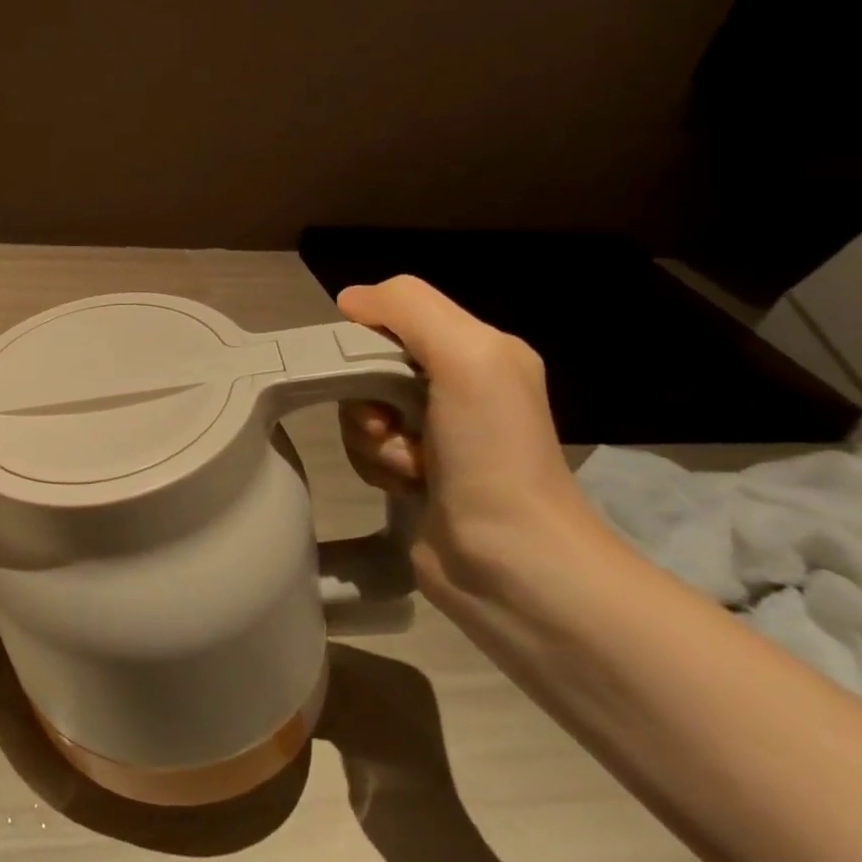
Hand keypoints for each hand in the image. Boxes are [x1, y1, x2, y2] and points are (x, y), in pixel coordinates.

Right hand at [335, 276, 605, 590]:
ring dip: (370, 437)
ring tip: (406, 465)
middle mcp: (460, 387)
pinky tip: (404, 484)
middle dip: (365, 396)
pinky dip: (374, 464)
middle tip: (387, 425)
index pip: (395, 318)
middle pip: (371, 366)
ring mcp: (438, 434)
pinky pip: (367, 449)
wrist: (511, 561)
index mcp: (481, 351)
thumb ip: (409, 308)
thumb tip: (350, 300)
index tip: (365, 371)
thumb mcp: (466, 357)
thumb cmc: (492, 452)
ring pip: (362, 410)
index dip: (368, 338)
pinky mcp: (417, 474)